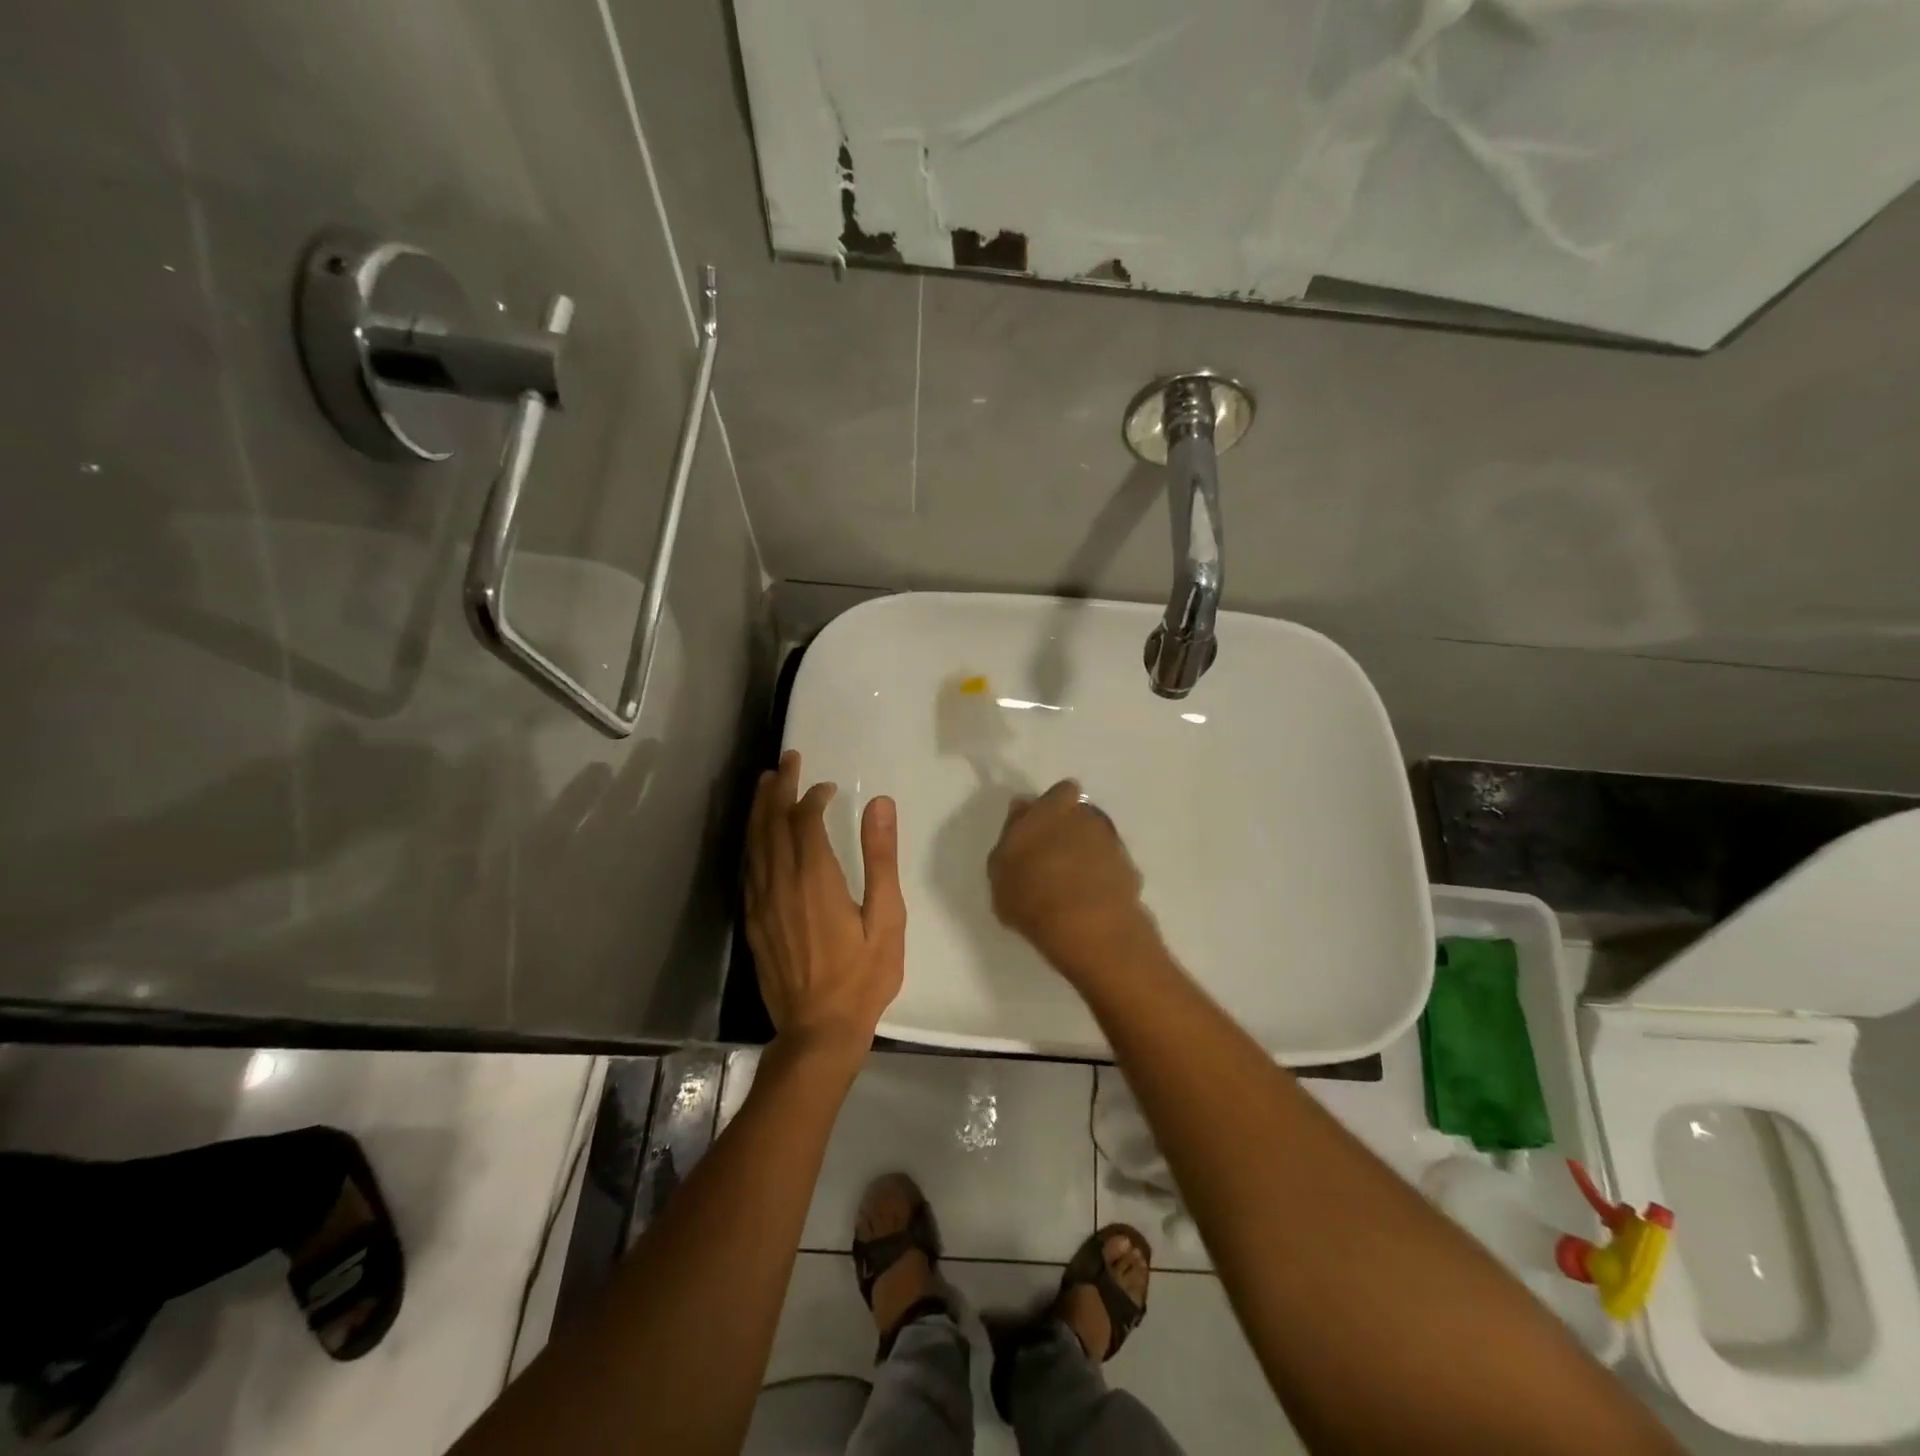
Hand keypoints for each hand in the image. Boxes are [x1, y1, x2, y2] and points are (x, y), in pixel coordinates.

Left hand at [744, 751, 905, 1054]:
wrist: (818, 1031)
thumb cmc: (862, 977)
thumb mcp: (887, 918)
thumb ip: (881, 858)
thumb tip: (880, 805)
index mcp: (816, 879)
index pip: (805, 821)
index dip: (813, 796)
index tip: (827, 786)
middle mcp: (781, 883)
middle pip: (773, 823)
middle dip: (779, 788)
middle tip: (786, 760)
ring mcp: (761, 903)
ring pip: (754, 843)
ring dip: (759, 809)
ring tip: (764, 782)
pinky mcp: (752, 921)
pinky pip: (748, 869)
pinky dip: (751, 842)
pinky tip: (755, 835)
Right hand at [987, 780, 1160, 983]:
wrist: (1089, 928)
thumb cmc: (1031, 894)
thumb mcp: (999, 868)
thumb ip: (1011, 834)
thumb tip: (1022, 810)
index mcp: (1052, 809)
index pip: (1060, 791)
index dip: (1052, 806)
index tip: (1040, 827)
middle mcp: (1087, 818)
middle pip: (1080, 815)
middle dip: (1070, 829)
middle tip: (1052, 857)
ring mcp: (1113, 844)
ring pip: (1098, 841)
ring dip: (1088, 854)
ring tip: (1071, 885)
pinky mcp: (1131, 872)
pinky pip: (1112, 868)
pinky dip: (1103, 879)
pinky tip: (1090, 902)